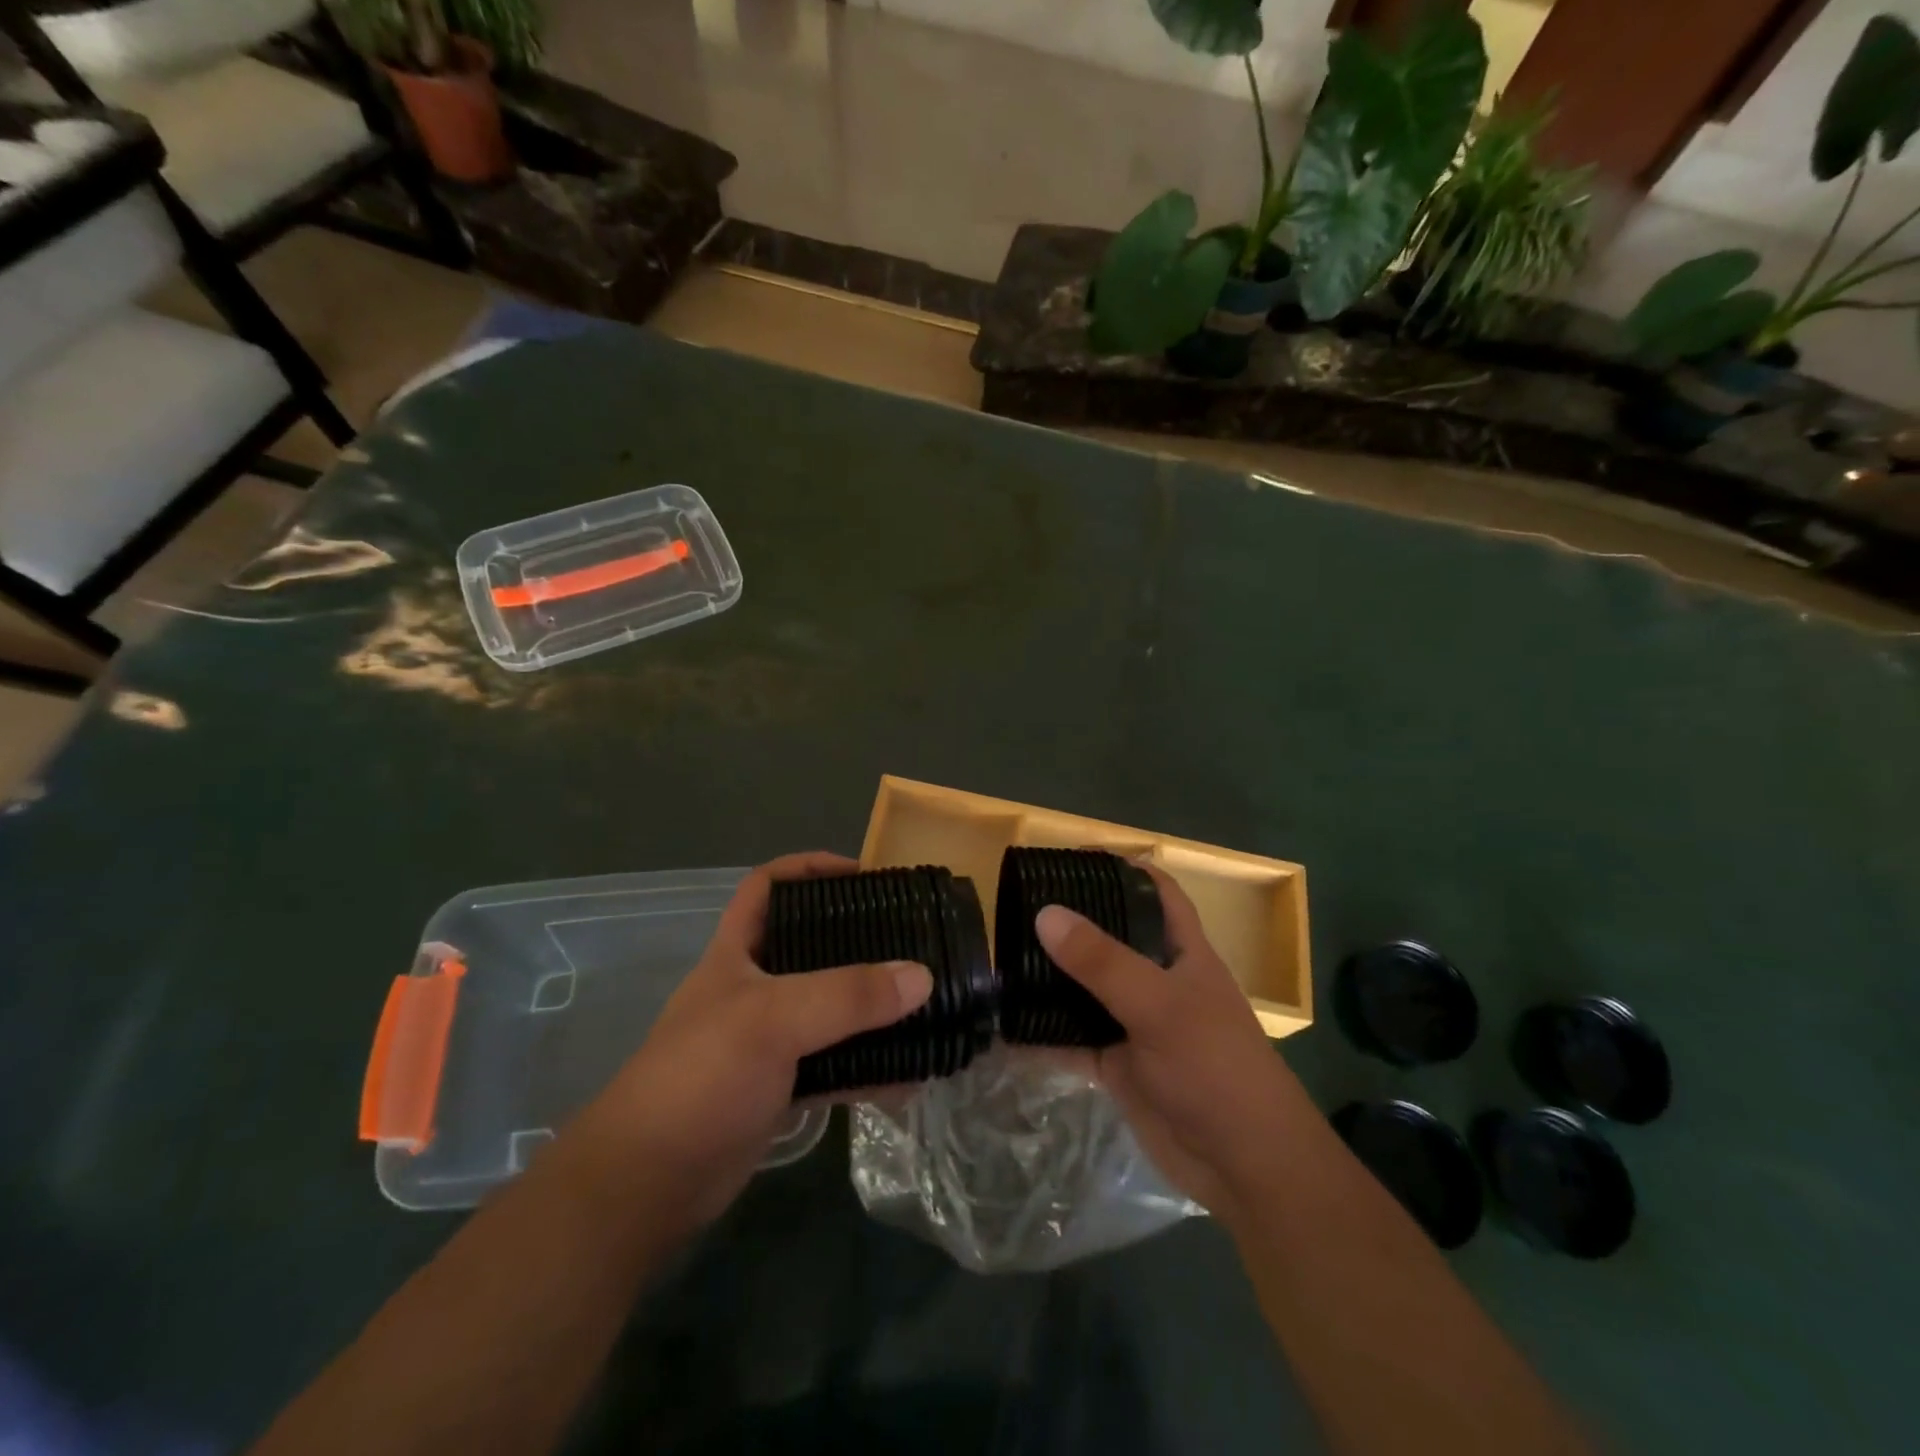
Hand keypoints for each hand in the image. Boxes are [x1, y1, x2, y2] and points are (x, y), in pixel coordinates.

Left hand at [577, 852, 932, 1232]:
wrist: (648, 1185)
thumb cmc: (701, 1076)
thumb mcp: (773, 1019)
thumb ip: (847, 995)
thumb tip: (922, 976)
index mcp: (737, 953)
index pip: (768, 886)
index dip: (810, 869)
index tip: (864, 874)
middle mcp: (754, 988)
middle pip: (811, 946)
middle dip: (859, 939)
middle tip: (911, 939)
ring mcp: (768, 1041)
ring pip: (830, 1009)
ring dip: (872, 1009)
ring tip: (924, 1004)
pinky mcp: (780, 1088)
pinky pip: (836, 1066)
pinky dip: (870, 1068)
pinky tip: (909, 1078)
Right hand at [1035, 868, 1313, 1219]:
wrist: (1244, 1167)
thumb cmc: (1215, 1068)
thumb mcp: (1159, 1006)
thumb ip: (1102, 962)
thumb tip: (1045, 913)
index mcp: (1182, 952)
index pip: (1156, 891)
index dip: (1122, 867)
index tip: (1072, 858)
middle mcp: (1158, 980)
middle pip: (1112, 936)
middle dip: (1072, 922)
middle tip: (1018, 907)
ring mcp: (1136, 1023)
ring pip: (1087, 988)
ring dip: (1052, 978)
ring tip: (1002, 957)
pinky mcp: (1118, 1064)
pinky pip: (1073, 1040)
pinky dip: (1043, 1035)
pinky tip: (1006, 1028)